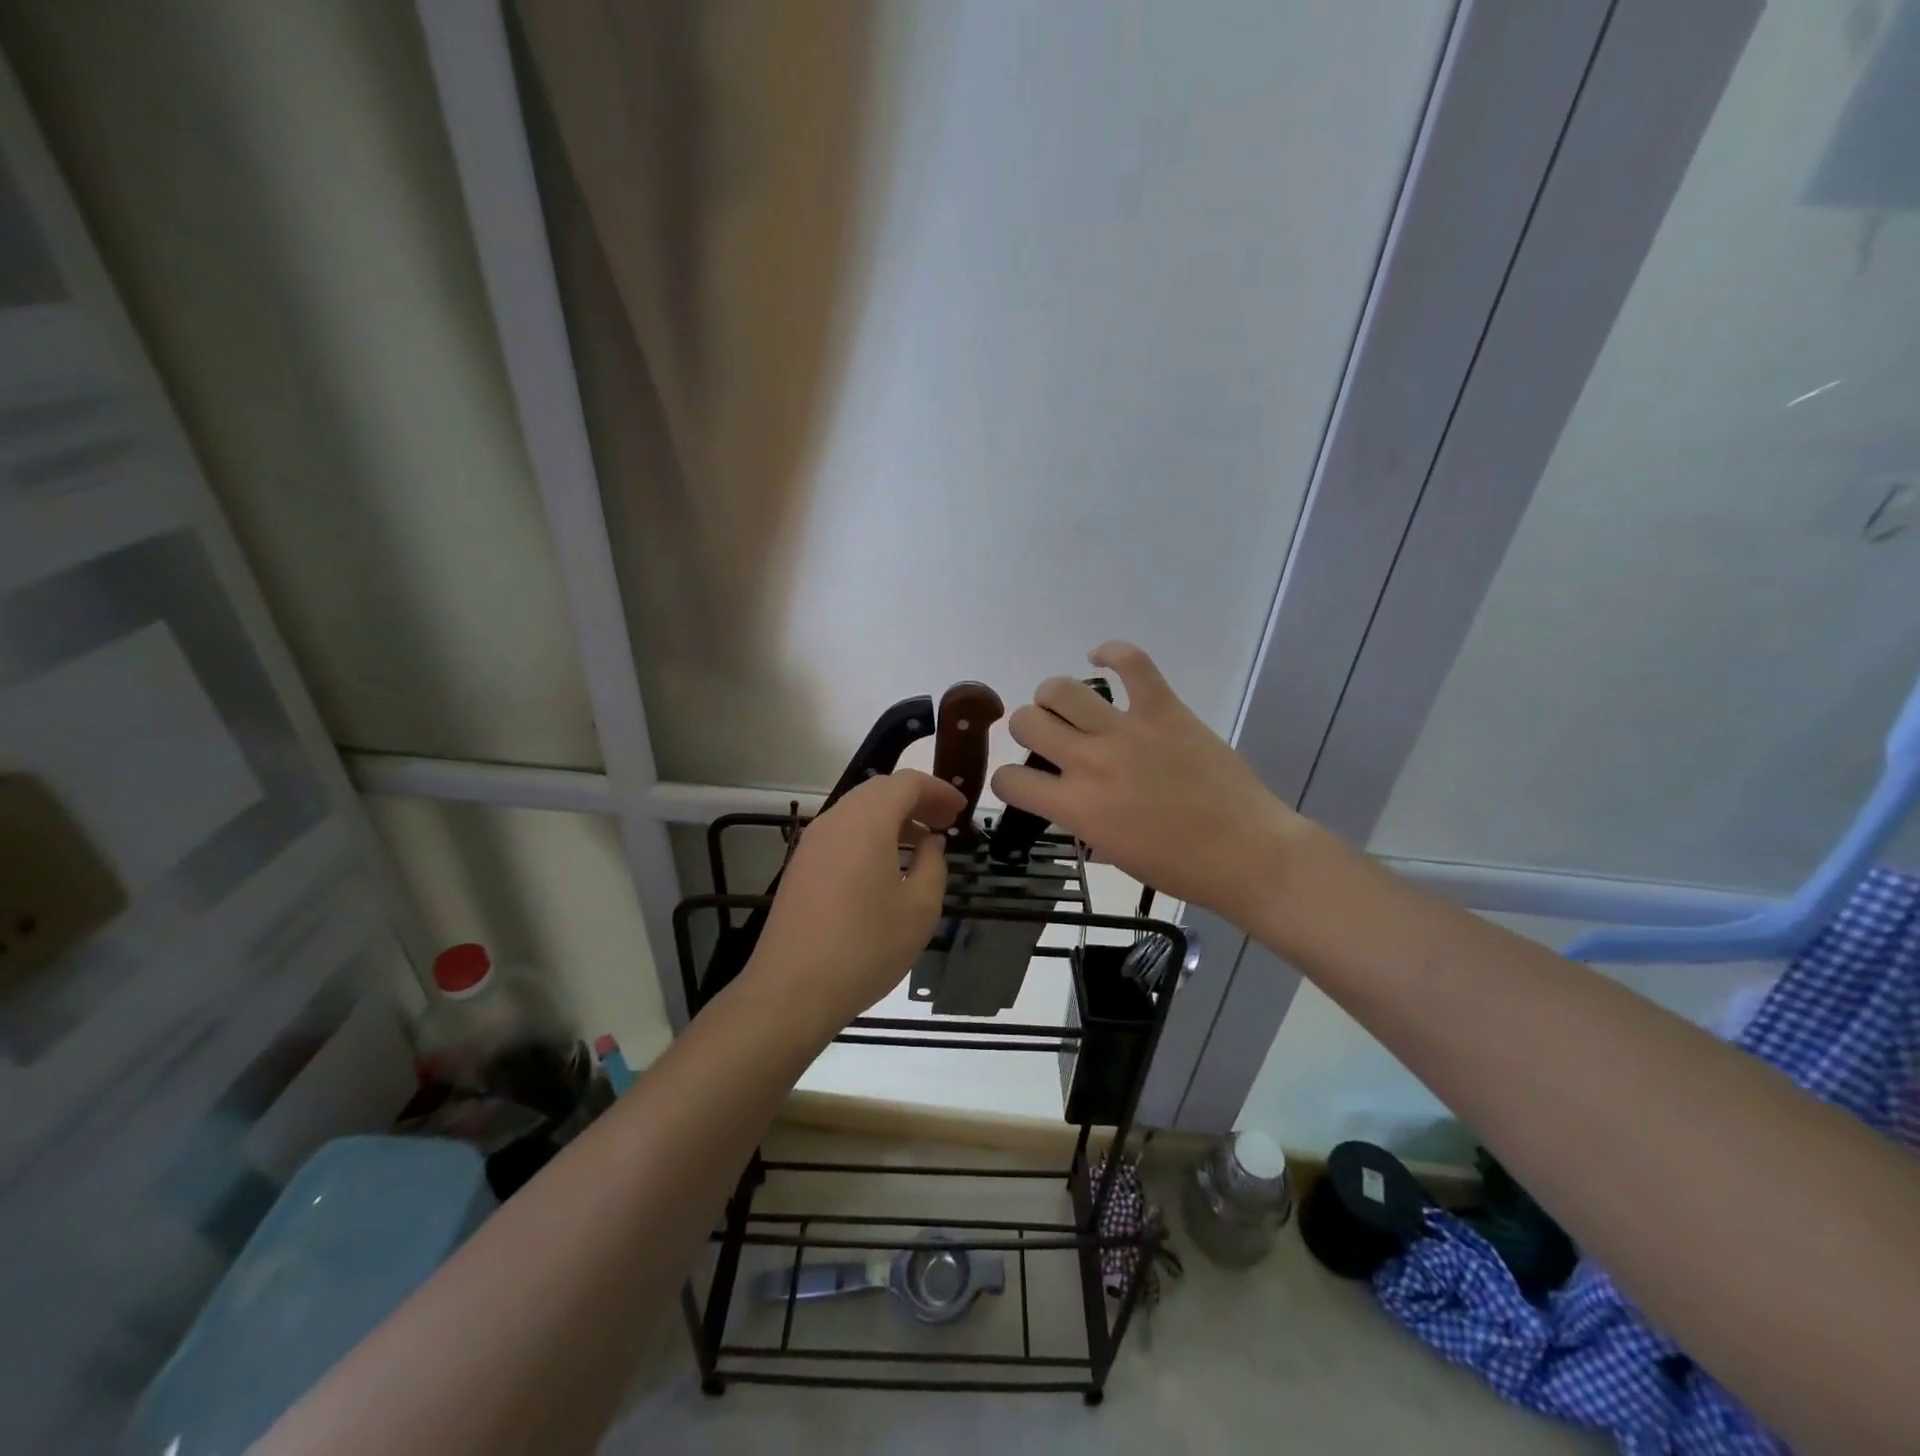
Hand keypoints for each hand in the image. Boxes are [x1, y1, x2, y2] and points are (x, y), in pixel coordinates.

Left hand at [749, 769, 965, 1032]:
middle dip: (916, 800)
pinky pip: (842, 833)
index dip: (938, 791)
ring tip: (921, 844)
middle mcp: (835, 820)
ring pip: (858, 811)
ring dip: (892, 818)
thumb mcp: (919, 909)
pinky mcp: (801, 866)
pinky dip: (870, 835)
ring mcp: (812, 843)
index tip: (962, 810)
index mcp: (866, 822)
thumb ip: (933, 865)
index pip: (906, 783)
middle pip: (879, 791)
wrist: (792, 991)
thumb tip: (930, 843)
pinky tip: (886, 866)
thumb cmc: (865, 948)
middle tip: (945, 823)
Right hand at [990, 642, 1306, 928]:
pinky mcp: (1163, 709)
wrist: (1246, 853)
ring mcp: (1126, 731)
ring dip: (1055, 697)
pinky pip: (1131, 663)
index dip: (1007, 781)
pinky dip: (1112, 653)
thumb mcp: (1113, 854)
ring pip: (1061, 689)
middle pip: (1026, 722)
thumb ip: (1081, 821)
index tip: (1023, 783)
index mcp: (1076, 807)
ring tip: (1070, 707)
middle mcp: (1090, 762)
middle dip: (1028, 730)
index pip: (1009, 780)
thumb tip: (1071, 802)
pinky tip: (1102, 659)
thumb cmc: (1180, 867)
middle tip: (1050, 741)